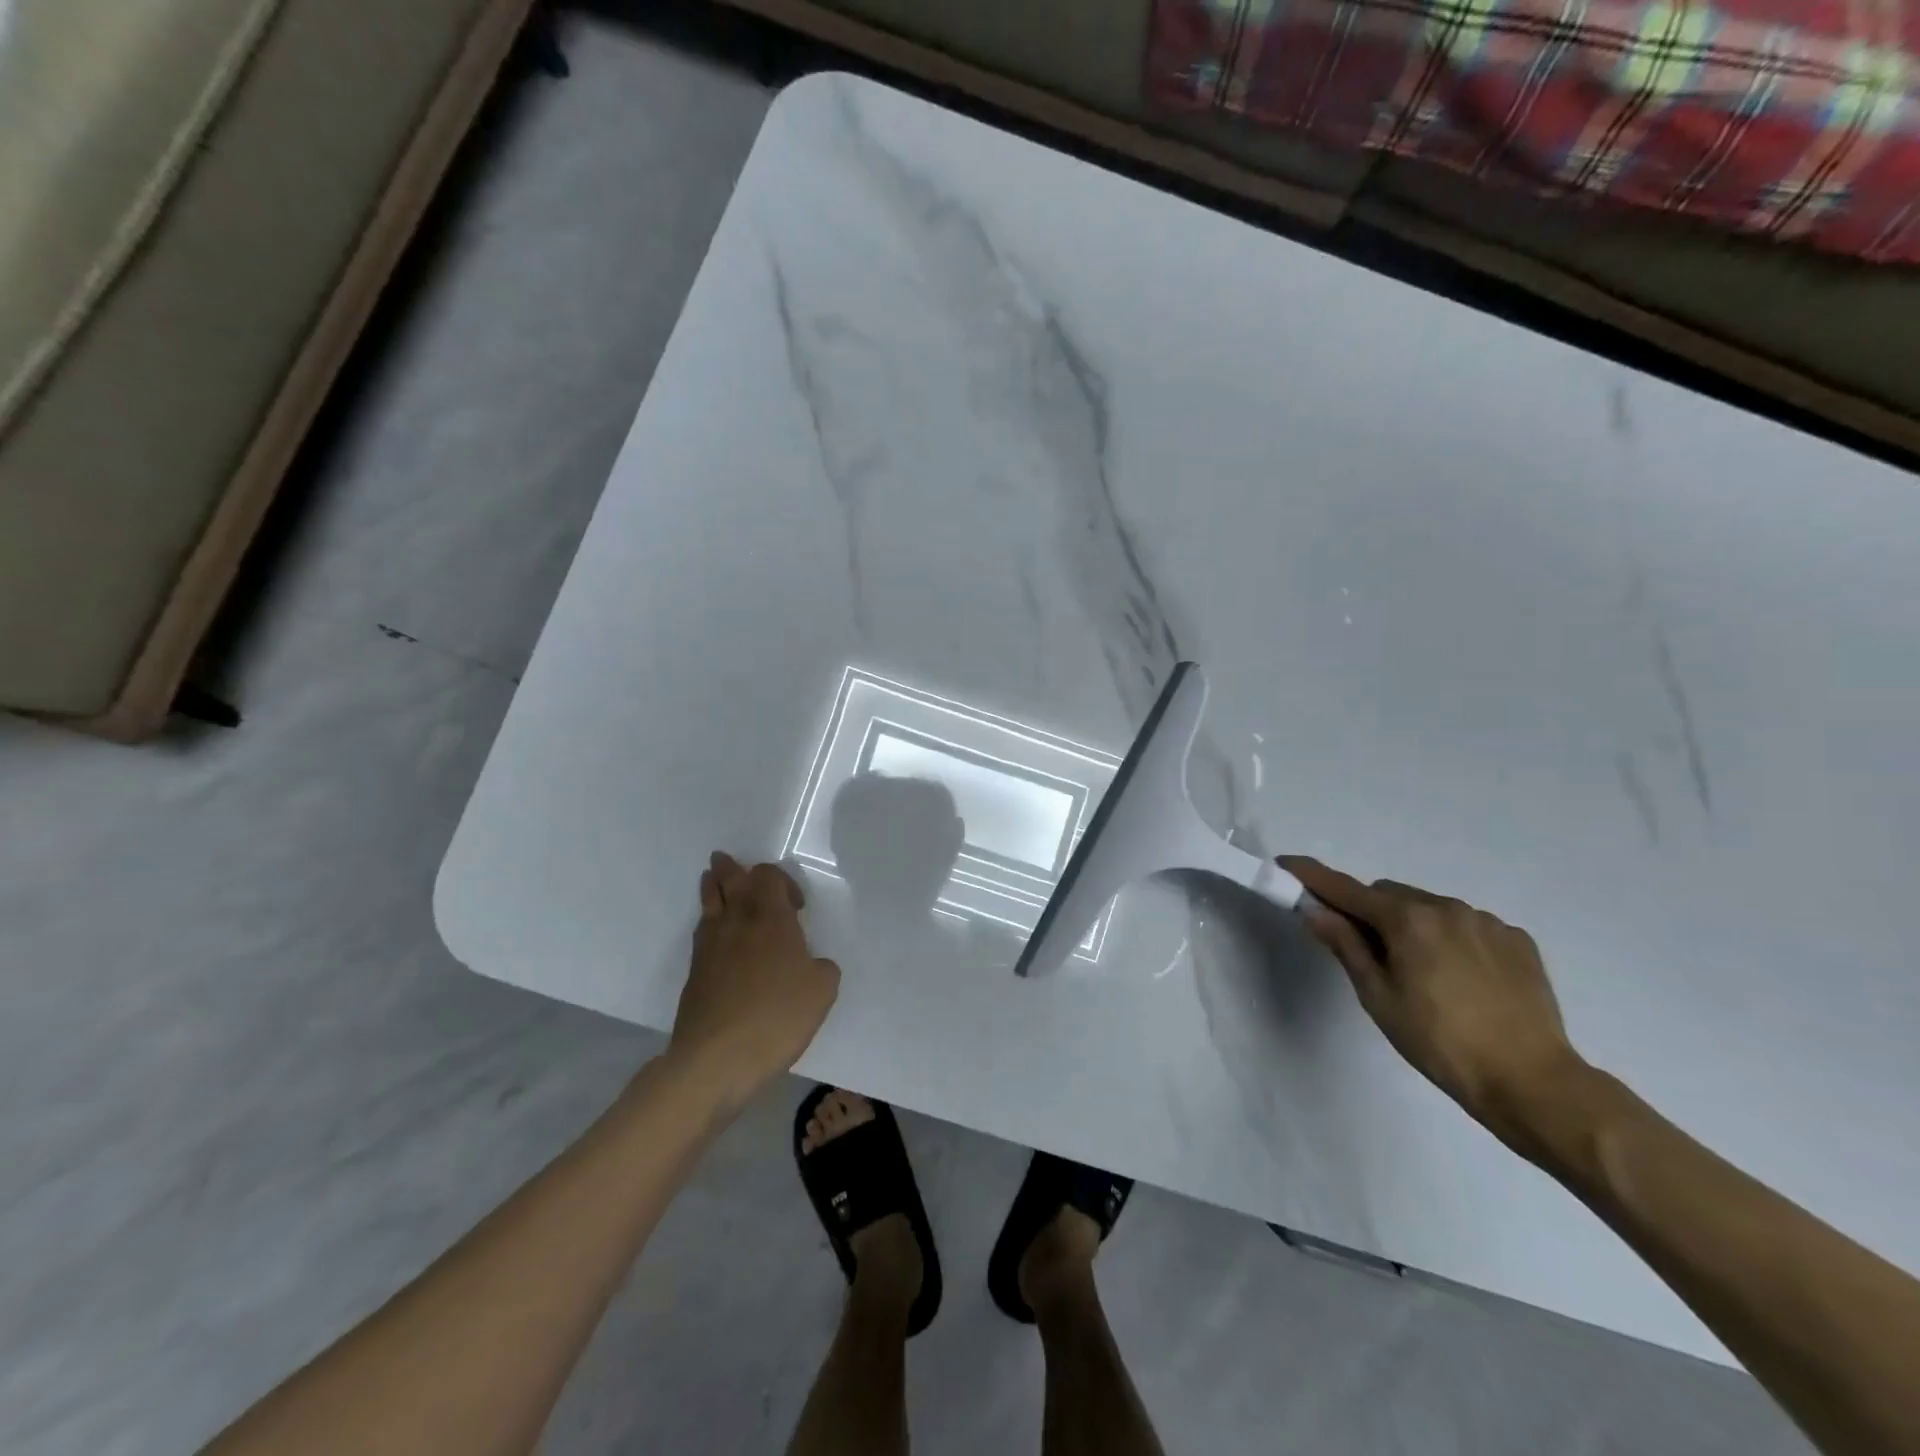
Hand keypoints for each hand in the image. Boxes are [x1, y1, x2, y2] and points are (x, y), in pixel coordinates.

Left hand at [668, 853, 840, 1106]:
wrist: (716, 1059)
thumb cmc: (776, 1017)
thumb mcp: (822, 991)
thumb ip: (822, 968)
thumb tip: (811, 964)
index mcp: (770, 918)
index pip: (767, 877)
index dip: (781, 881)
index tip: (797, 907)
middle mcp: (737, 923)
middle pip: (728, 881)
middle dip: (729, 869)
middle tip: (723, 860)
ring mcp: (710, 947)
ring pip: (708, 903)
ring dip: (712, 888)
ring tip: (711, 880)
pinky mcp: (694, 973)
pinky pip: (702, 932)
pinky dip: (708, 922)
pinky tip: (714, 933)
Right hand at [1280, 856, 1585, 1144]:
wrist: (1532, 1082)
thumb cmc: (1439, 1042)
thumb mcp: (1378, 997)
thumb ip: (1345, 946)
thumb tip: (1314, 910)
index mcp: (1407, 919)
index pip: (1346, 889)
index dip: (1312, 876)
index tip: (1286, 864)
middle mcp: (1446, 907)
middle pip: (1389, 895)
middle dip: (1369, 912)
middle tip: (1366, 952)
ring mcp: (1486, 921)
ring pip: (1429, 908)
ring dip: (1412, 925)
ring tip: (1421, 974)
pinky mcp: (1517, 940)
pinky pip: (1467, 925)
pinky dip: (1450, 939)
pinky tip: (1460, 979)